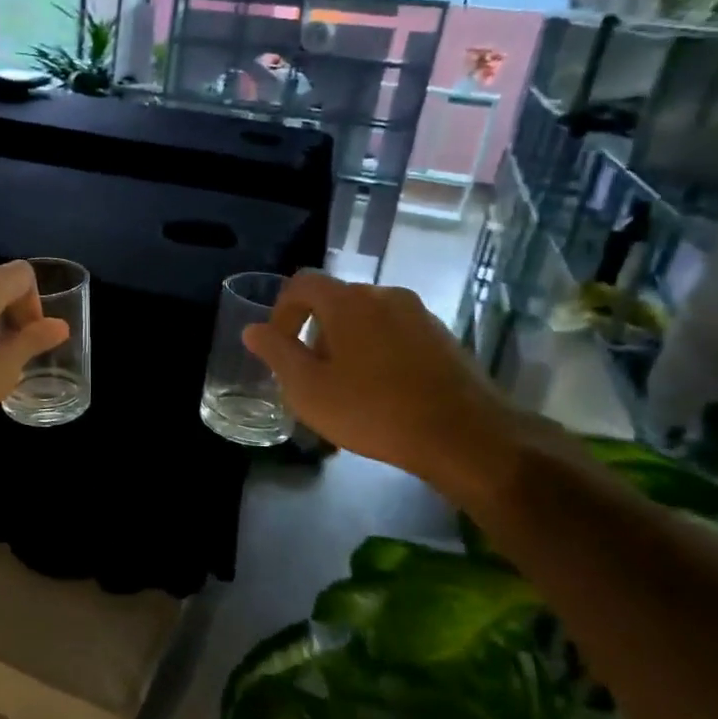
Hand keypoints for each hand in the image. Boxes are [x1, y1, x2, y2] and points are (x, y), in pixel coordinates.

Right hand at [241, 272, 525, 501]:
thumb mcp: (308, 388)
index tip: (278, 346)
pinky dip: (377, 351)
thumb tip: (253, 329)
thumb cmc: (373, 410)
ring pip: (367, 317)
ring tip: (346, 386)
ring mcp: (419, 314)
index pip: (301, 283)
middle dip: (314, 331)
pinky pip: (395, 333)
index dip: (281, 310)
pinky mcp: (442, 336)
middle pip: (335, 301)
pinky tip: (382, 391)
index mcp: (347, 301)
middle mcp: (384, 294)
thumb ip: (277, 353)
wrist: (464, 435)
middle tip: (310, 374)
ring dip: (346, 342)